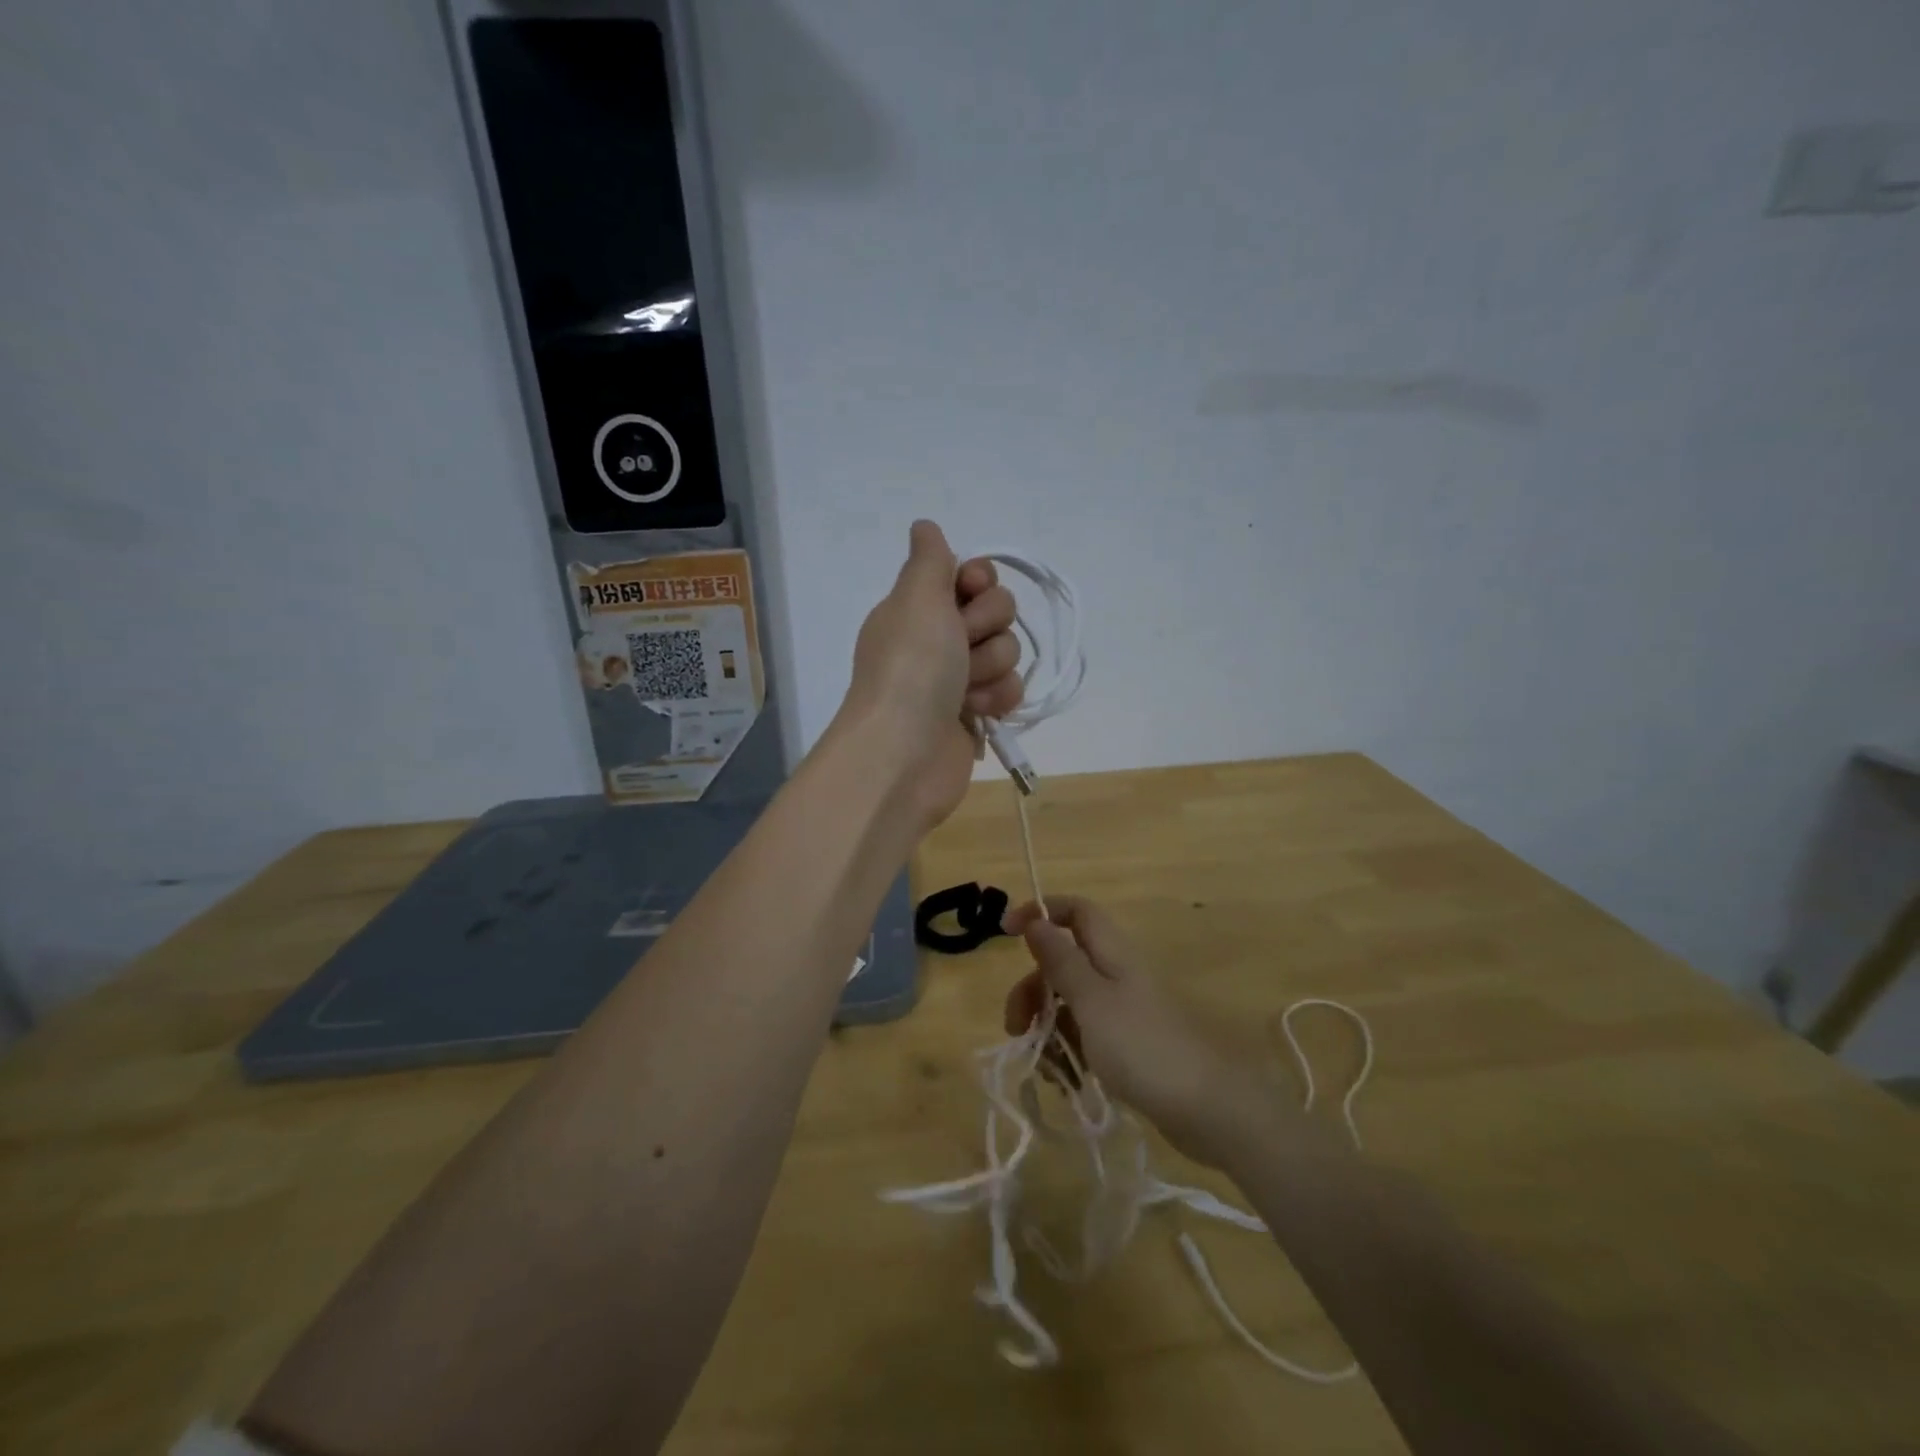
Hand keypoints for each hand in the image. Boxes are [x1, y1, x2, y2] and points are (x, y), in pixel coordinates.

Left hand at [832, 521, 1022, 832]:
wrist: (905, 752)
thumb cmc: (911, 668)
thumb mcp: (917, 598)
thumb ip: (929, 559)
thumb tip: (924, 527)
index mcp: (918, 608)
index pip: (970, 575)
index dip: (979, 580)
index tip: (970, 589)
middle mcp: (938, 638)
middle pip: (996, 611)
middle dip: (987, 627)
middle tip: (961, 646)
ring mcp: (957, 678)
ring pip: (1007, 651)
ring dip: (992, 667)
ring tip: (965, 690)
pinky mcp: (976, 714)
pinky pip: (1010, 689)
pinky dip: (998, 698)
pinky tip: (978, 711)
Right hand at [1002, 896, 1276, 1166]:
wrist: (1205, 1109)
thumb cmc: (1142, 1046)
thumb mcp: (1091, 1000)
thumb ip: (1061, 960)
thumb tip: (1036, 919)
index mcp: (1111, 952)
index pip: (1074, 911)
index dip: (1040, 912)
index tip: (1006, 934)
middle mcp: (1115, 974)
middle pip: (1062, 961)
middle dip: (1032, 988)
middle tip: (1016, 1026)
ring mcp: (1121, 1011)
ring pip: (1068, 1001)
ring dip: (1045, 1025)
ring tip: (1041, 1064)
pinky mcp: (1125, 1045)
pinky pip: (1083, 1035)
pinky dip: (1066, 1050)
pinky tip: (1062, 1078)